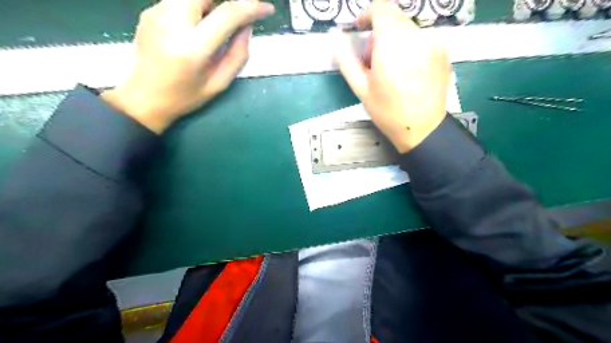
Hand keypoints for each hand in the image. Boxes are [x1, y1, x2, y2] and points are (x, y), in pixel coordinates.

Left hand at [102, 0, 274, 131]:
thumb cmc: (186, 96)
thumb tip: (247, 26)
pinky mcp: (150, 9)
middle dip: (229, 0)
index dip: (251, 6)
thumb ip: (238, 54)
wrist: (144, 97)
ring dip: (213, 3)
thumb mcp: (220, 83)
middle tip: (241, 12)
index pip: (227, 14)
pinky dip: (199, 5)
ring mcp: (157, 11)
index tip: (267, 9)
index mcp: (193, 48)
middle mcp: (172, 21)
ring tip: (221, 21)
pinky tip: (201, 24)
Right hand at [333, 1, 449, 151]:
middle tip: (374, 60)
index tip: (360, 29)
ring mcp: (434, 41)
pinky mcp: (444, 50)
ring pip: (408, 28)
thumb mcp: (360, 88)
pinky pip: (422, 38)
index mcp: (392, 43)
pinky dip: (411, 46)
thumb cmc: (387, 111)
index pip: (381, 7)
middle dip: (380, 32)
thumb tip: (336, 39)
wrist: (422, 128)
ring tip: (392, 68)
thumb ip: (346, 60)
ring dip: (395, 40)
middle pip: (394, 18)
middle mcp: (416, 35)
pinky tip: (408, 70)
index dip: (367, 14)